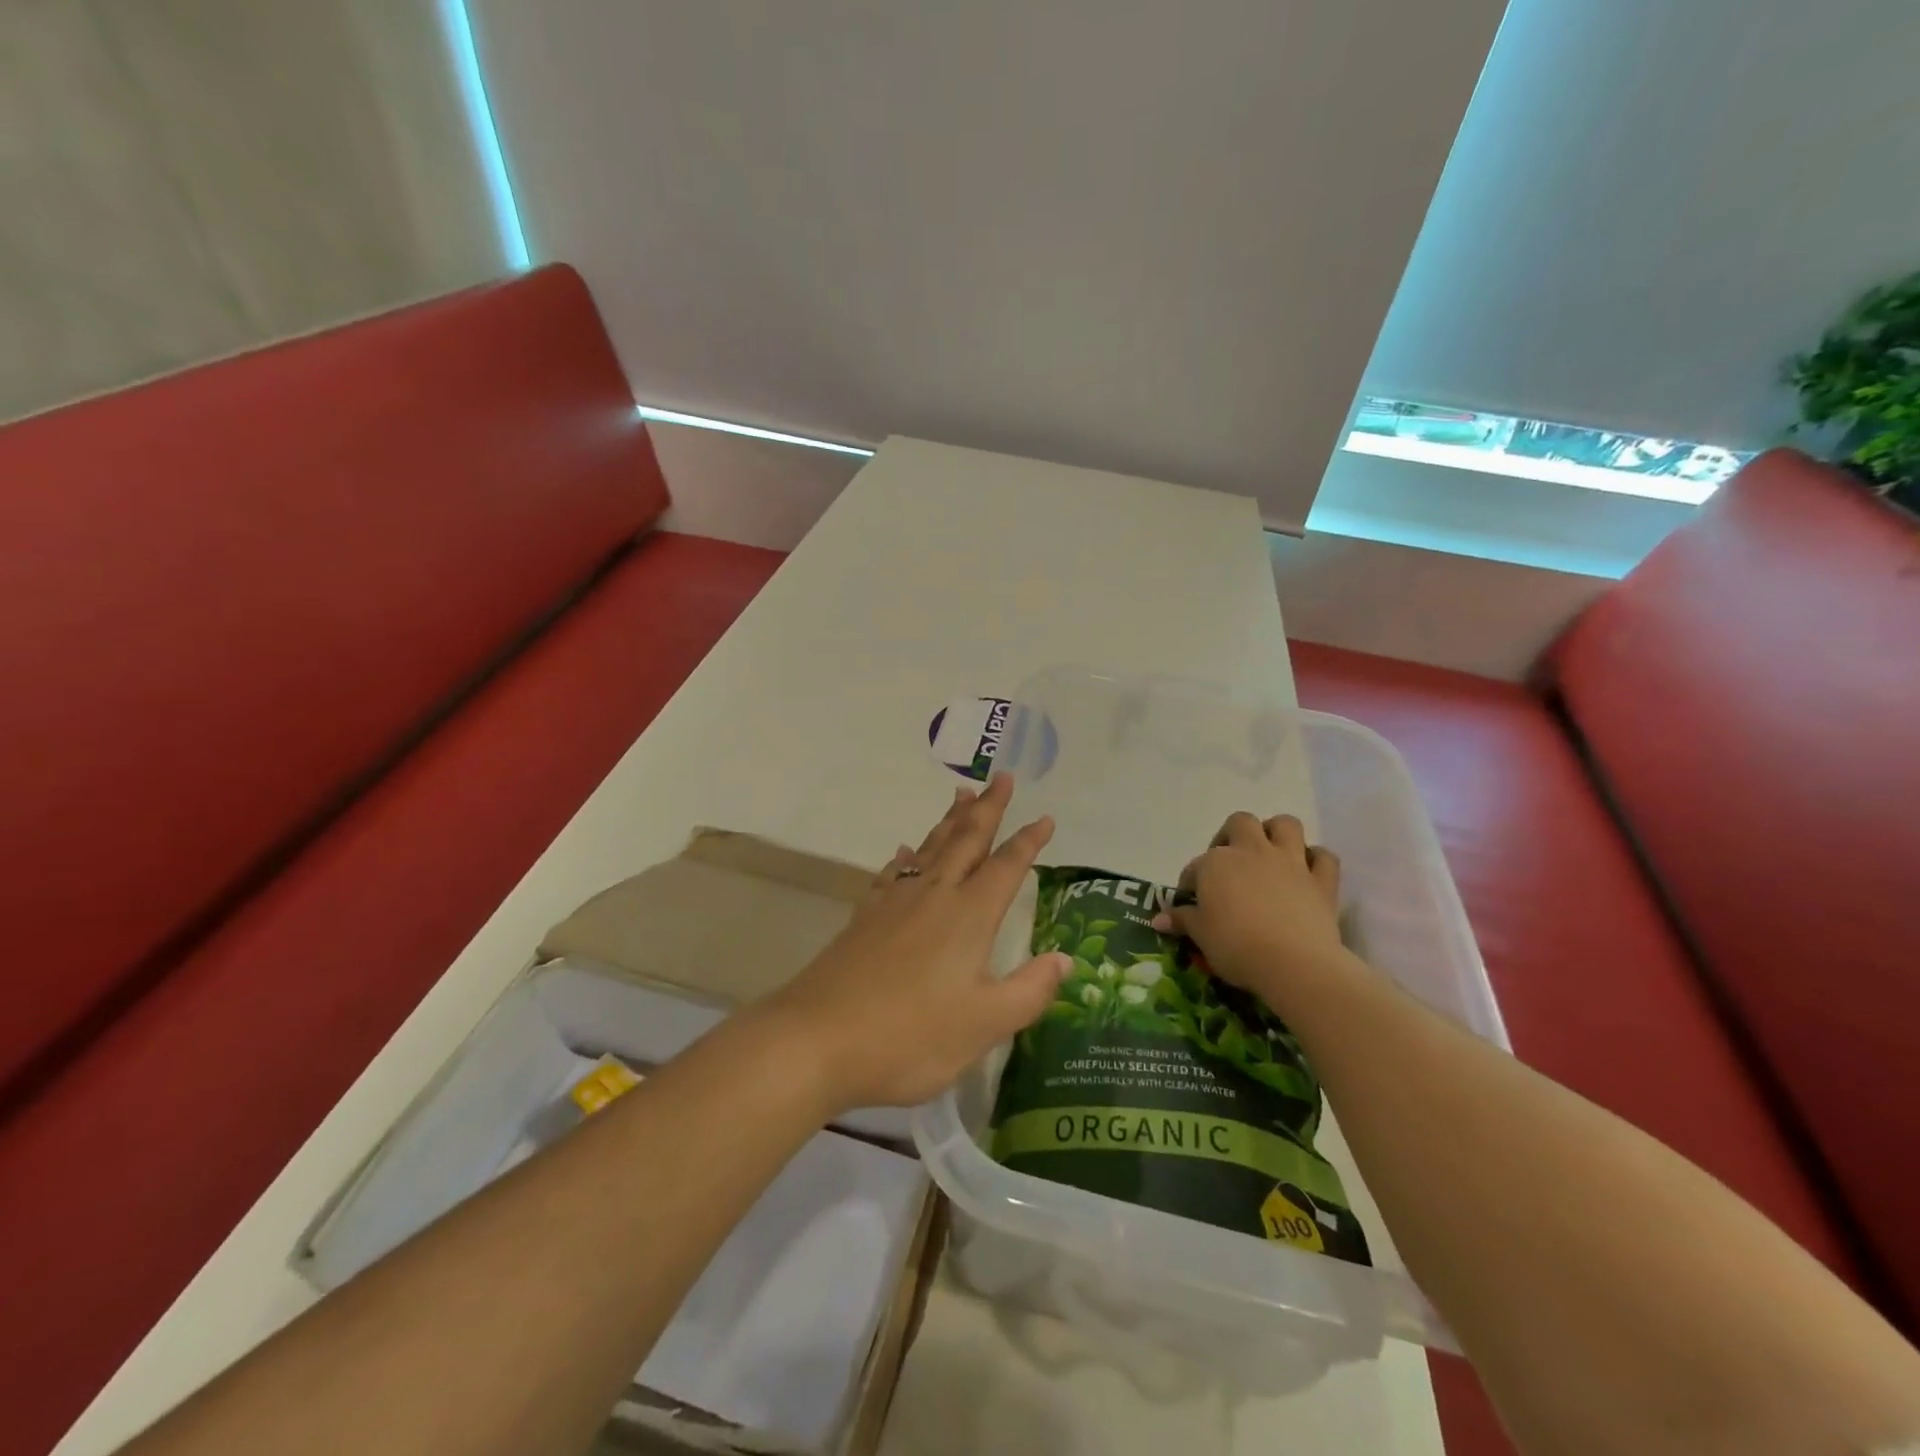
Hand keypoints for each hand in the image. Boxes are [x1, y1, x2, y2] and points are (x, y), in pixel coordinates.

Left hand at [765, 774, 1069, 1111]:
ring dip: (950, 820)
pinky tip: (904, 850)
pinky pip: (893, 871)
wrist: (819, 1037)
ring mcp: (895, 902)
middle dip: (988, 808)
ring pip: (930, 847)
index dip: (1029, 842)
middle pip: (966, 840)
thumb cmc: (910, 1035)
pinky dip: (905, 855)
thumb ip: (1030, 990)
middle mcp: (934, 895)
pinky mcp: (865, 915)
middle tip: (1003, 777)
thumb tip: (1065, 958)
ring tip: (962, 795)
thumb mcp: (984, 1024)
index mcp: (969, 915)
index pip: (1007, 866)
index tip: (1046, 817)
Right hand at [1151, 812, 1346, 1012]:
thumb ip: (1182, 921)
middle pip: (1241, 823)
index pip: (1195, 866)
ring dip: (1277, 833)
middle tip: (1229, 862)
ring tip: (1269, 853)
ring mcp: (1290, 862)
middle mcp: (1252, 851)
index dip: (1191, 883)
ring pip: (1285, 824)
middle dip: (1233, 835)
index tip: (1190, 903)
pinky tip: (1307, 872)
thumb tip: (1159, 919)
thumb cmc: (1235, 946)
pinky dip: (1316, 860)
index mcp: (1216, 863)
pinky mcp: (1321, 880)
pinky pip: (1324, 857)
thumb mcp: (1200, 936)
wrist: (1293, 963)